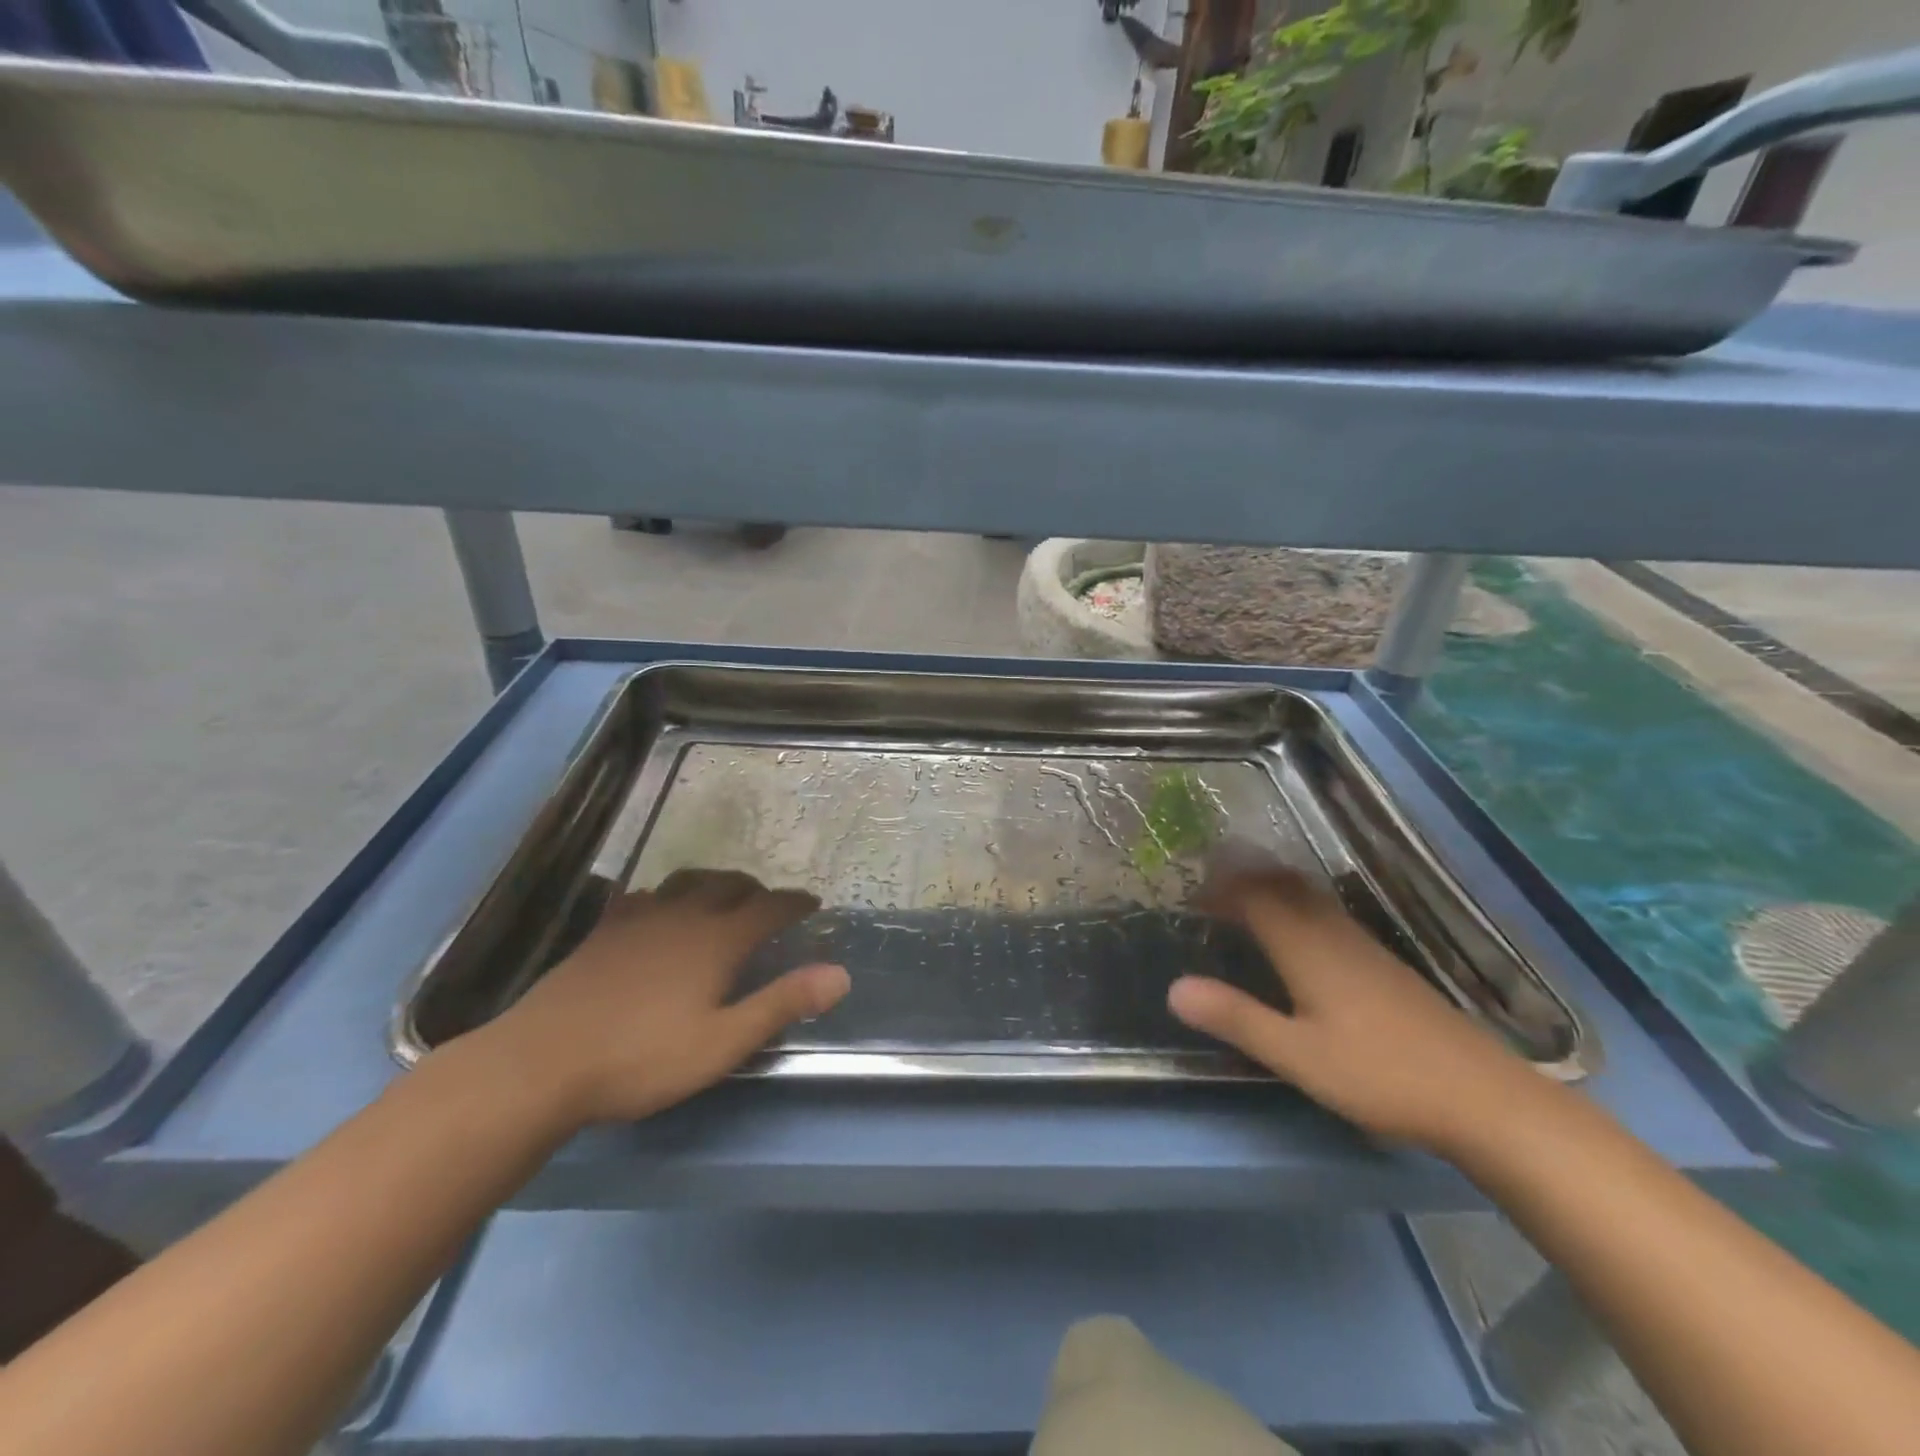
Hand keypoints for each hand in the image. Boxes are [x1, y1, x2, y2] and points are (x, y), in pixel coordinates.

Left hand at [475, 868, 849, 1127]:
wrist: (541, 1063)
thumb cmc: (642, 1058)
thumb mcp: (723, 1042)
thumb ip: (782, 1004)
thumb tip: (841, 974)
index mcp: (717, 940)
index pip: (769, 908)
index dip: (795, 904)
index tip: (812, 904)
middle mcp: (682, 916)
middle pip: (729, 885)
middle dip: (756, 890)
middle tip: (768, 906)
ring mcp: (638, 919)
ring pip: (686, 882)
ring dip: (712, 884)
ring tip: (720, 899)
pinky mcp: (603, 931)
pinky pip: (643, 897)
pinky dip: (665, 897)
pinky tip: (656, 913)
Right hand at [1169, 863, 1540, 1155]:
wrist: (1482, 1096)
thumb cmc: (1380, 1075)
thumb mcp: (1297, 1055)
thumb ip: (1235, 1018)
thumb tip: (1173, 988)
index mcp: (1306, 946)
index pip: (1254, 895)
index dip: (1220, 887)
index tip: (1189, 894)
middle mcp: (1332, 932)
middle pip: (1283, 885)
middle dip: (1243, 877)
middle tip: (1209, 887)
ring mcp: (1362, 945)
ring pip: (1308, 896)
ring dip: (1270, 888)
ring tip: (1241, 902)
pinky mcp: (1383, 964)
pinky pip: (1326, 913)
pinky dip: (1296, 907)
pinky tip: (1296, 937)